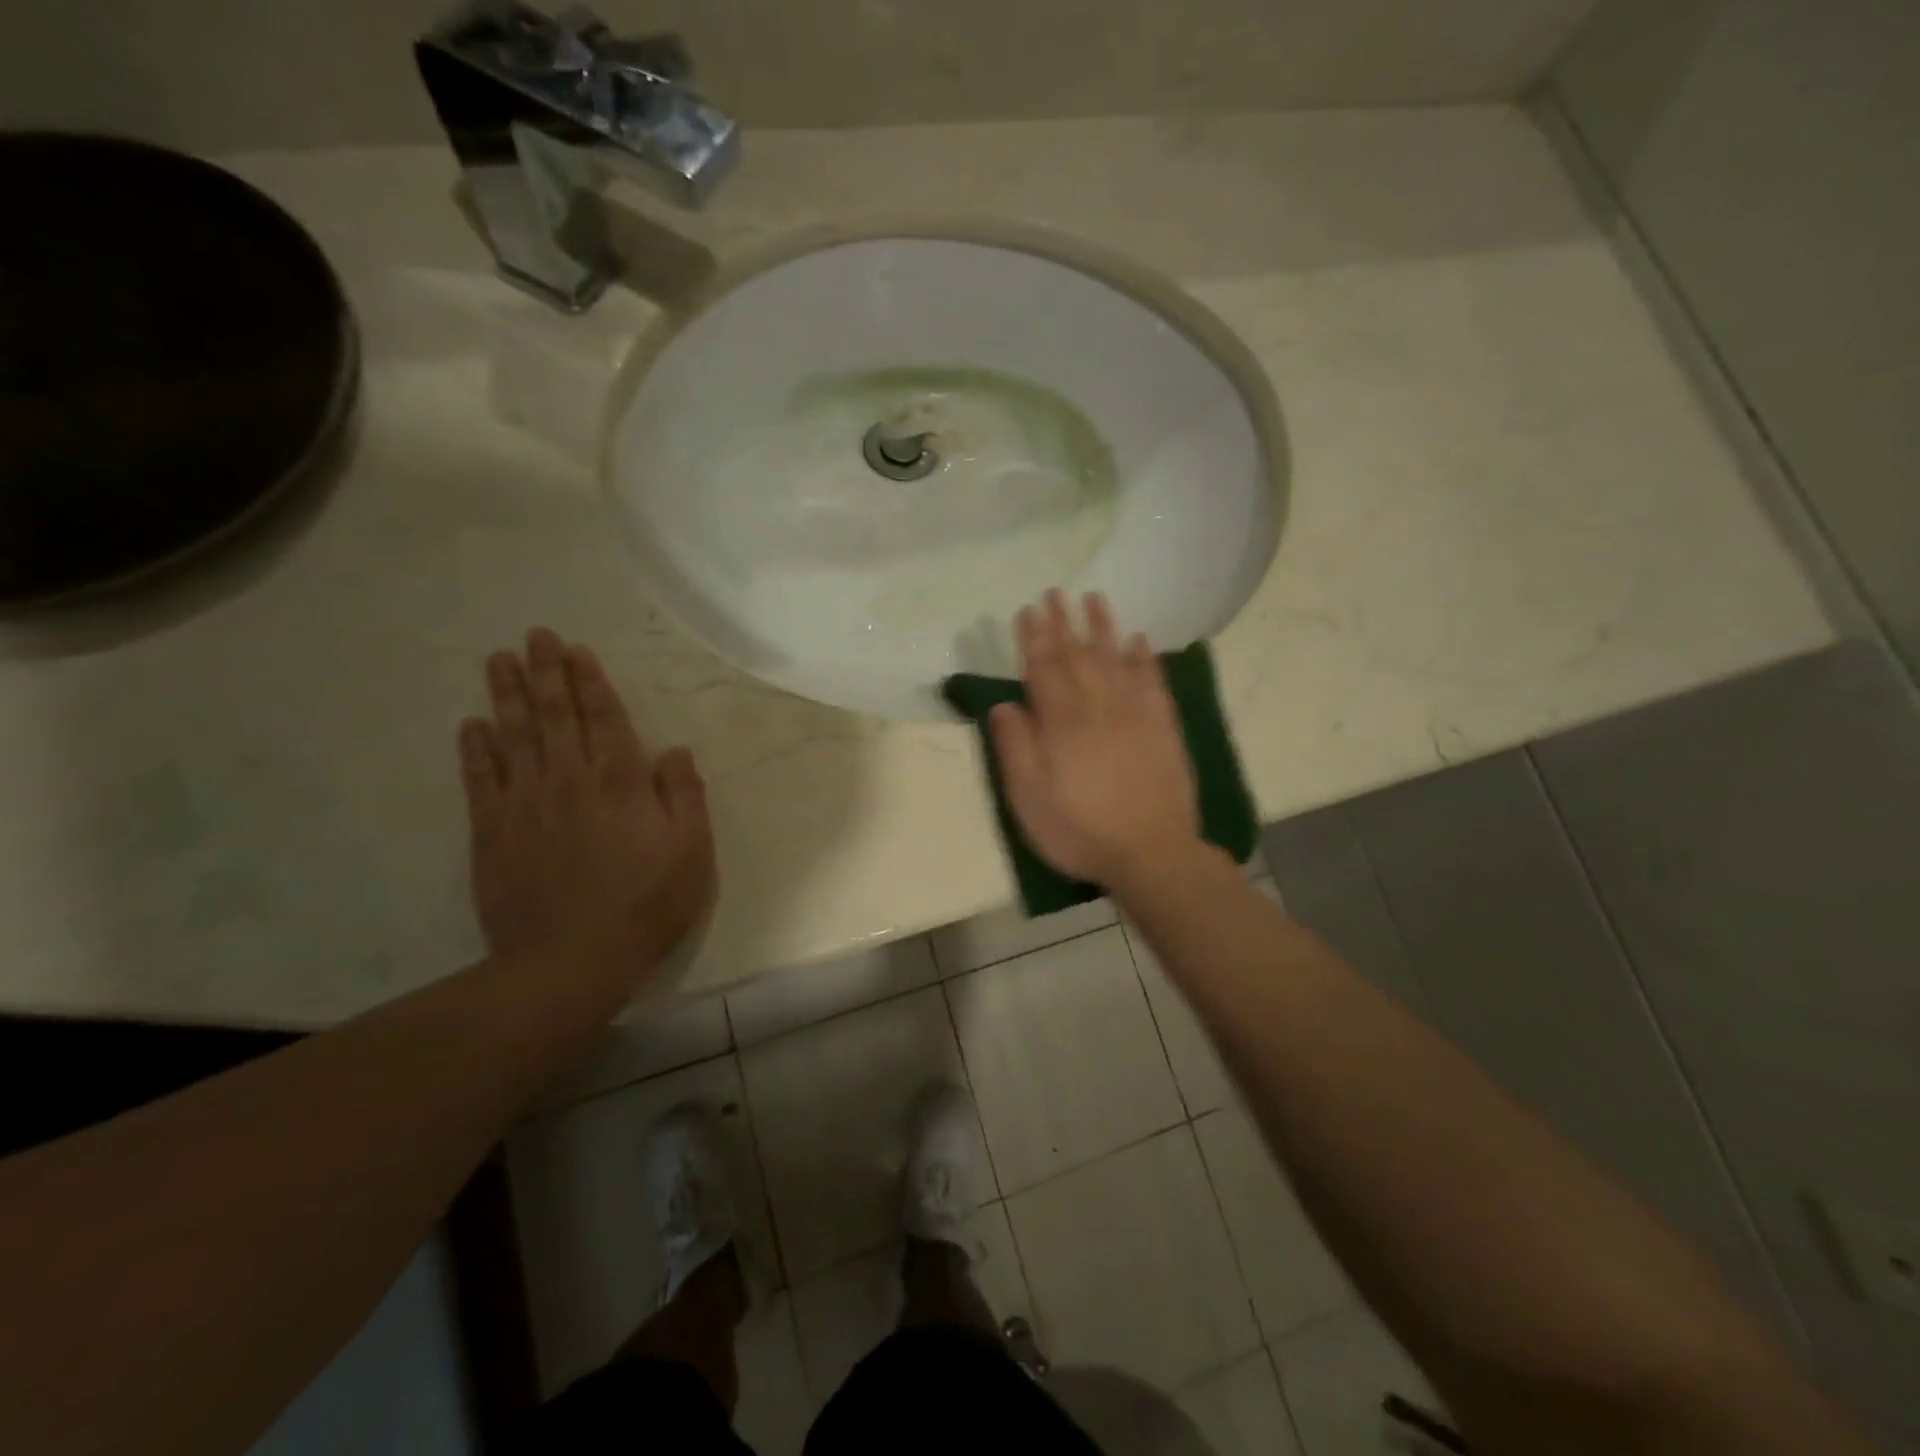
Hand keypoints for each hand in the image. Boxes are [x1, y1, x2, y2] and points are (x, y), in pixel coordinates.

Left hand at [459, 628, 716, 994]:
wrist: (572, 961)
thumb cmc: (647, 904)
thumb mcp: (692, 851)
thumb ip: (684, 795)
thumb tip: (674, 750)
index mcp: (621, 782)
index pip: (604, 718)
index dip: (590, 682)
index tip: (576, 650)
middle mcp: (570, 781)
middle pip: (555, 716)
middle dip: (545, 672)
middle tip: (533, 635)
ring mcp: (526, 805)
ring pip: (514, 737)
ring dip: (507, 696)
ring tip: (498, 660)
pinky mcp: (492, 834)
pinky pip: (480, 781)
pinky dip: (475, 749)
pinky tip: (470, 725)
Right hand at [989, 590, 1199, 893]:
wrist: (1152, 853)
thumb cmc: (1080, 831)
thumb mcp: (1029, 800)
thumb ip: (1015, 748)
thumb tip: (1003, 704)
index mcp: (1061, 723)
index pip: (1043, 669)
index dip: (1033, 638)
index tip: (1027, 611)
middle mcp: (1097, 707)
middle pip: (1077, 655)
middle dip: (1063, 622)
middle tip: (1055, 592)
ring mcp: (1134, 713)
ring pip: (1115, 658)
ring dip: (1103, 627)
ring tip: (1094, 598)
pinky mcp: (1162, 726)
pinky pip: (1153, 681)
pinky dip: (1145, 658)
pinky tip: (1139, 639)